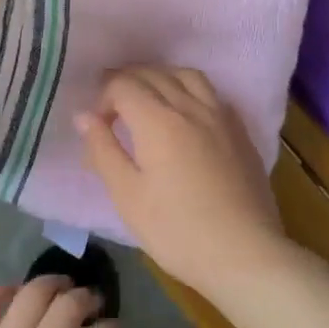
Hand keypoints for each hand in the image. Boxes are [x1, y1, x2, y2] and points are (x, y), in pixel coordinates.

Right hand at [75, 66, 296, 302]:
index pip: (123, 85)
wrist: (243, 253)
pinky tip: (187, 113)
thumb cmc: (176, 230)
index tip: (99, 125)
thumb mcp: (127, 196)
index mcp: (158, 121)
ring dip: (161, 77)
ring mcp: (220, 116)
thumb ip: (103, 150)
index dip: (104, 97)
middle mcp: (190, 107)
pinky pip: (212, 93)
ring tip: (149, 99)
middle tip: (113, 106)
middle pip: (154, 74)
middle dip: (127, 81)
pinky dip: (190, 90)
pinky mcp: (240, 131)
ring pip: (187, 75)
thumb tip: (84, 115)